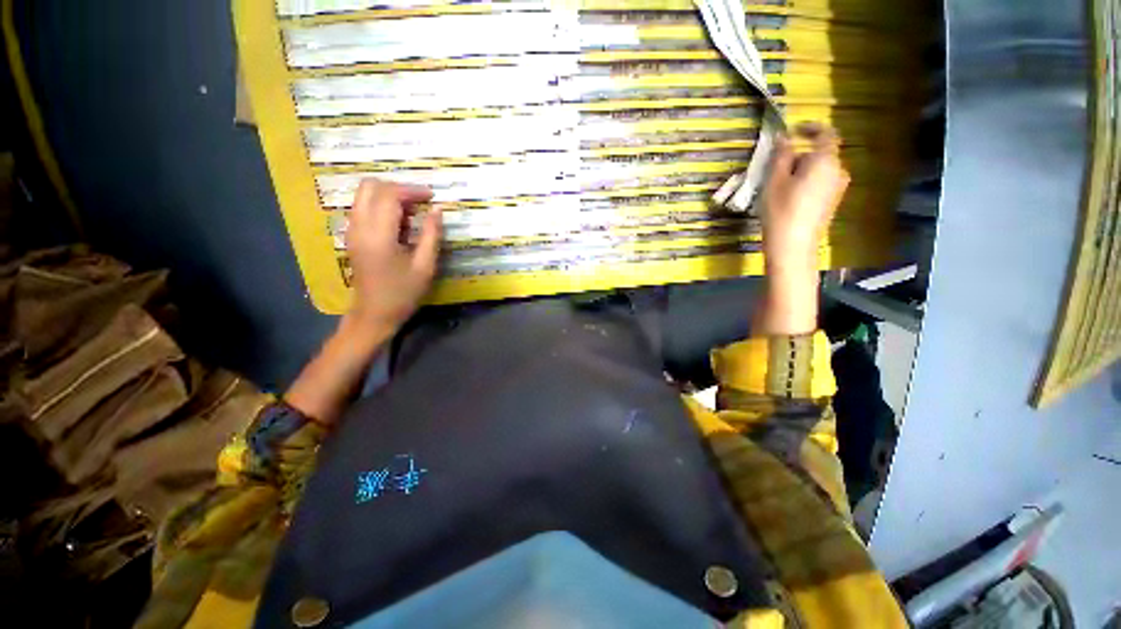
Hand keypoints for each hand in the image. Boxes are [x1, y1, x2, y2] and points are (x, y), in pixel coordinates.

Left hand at [345, 179, 442, 336]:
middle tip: (421, 201)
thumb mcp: (425, 266)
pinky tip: (399, 223)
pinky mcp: (352, 236)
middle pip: (370, 187)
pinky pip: (363, 208)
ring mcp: (351, 230)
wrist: (374, 314)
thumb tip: (438, 209)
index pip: (389, 195)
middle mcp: (359, 226)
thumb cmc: (403, 293)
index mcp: (378, 235)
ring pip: (364, 195)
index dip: (412, 190)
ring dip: (389, 196)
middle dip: (398, 188)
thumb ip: (432, 234)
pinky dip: (381, 206)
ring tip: (413, 213)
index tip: (432, 196)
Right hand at [754, 124, 848, 335]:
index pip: (825, 133)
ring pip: (819, 169)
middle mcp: (838, 171)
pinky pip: (820, 182)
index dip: (810, 128)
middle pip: (820, 153)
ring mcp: (838, 188)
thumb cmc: (781, 211)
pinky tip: (788, 197)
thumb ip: (781, 155)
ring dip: (801, 170)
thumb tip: (784, 137)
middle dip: (799, 155)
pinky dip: (806, 182)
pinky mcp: (832, 201)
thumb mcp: (774, 180)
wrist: (793, 246)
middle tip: (775, 167)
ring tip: (778, 185)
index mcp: (826, 161)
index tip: (792, 130)